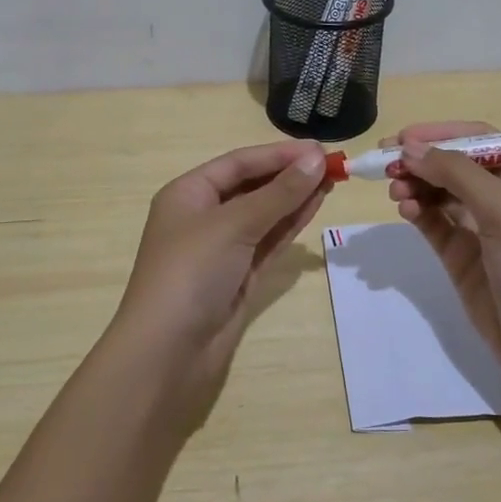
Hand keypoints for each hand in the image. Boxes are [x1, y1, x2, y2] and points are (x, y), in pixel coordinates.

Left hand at [108, 139, 331, 423]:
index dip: (279, 154)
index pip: (239, 163)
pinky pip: (268, 241)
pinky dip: (290, 224)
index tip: (319, 148)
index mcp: (188, 194)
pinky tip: (315, 207)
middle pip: (252, 186)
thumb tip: (316, 159)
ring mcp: (222, 248)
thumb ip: (278, 193)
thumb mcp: (233, 225)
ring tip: (332, 180)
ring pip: (264, 214)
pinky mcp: (238, 276)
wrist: (168, 352)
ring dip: (295, 197)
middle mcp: (203, 216)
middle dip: (289, 175)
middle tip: (332, 165)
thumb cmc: (191, 273)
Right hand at [385, 121, 500, 392]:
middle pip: (454, 165)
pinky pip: (434, 223)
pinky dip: (417, 212)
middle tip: (385, 164)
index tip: (402, 138)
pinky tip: (404, 210)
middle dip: (422, 161)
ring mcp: (481, 229)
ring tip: (395, 191)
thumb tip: (410, 148)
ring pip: (440, 193)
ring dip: (416, 186)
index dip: (441, 134)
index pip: (479, 141)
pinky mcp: (462, 256)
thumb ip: (457, 174)